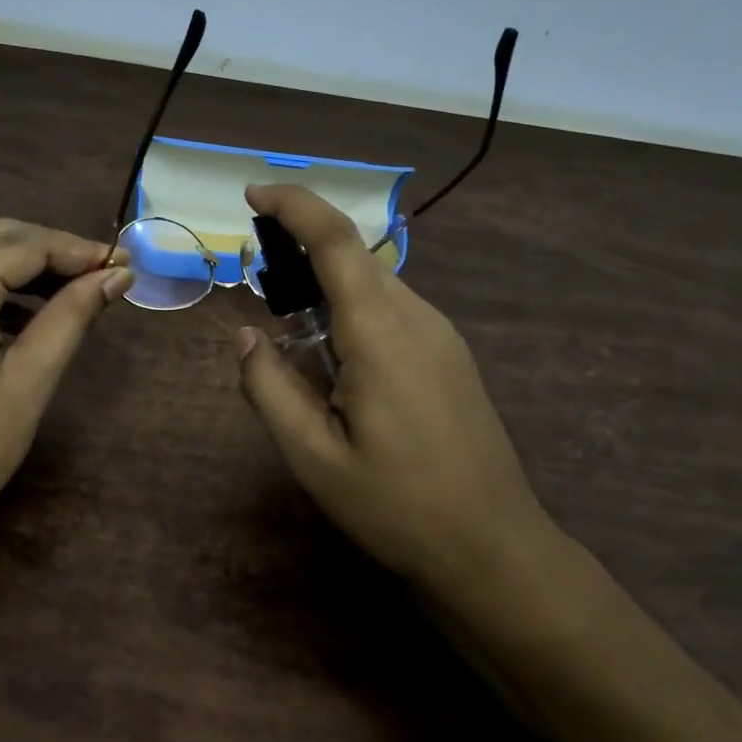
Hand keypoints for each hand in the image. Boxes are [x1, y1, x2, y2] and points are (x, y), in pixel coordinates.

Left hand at [0, 219, 130, 540]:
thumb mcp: (31, 378)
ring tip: (73, 290)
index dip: (77, 250)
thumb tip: (119, 274)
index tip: (122, 263)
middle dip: (52, 252)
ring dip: (22, 265)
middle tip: (103, 273)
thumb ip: (73, 314)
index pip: (23, 245)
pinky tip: (26, 309)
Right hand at [236, 184, 560, 602]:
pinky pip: (394, 310)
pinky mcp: (450, 356)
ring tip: (290, 324)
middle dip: (303, 247)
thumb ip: (270, 390)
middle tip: (258, 276)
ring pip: (375, 284)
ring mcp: (442, 336)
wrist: (493, 548)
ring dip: (327, 284)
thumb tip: (247, 337)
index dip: (295, 205)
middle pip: (355, 257)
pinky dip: (353, 309)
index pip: (337, 241)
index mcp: (381, 334)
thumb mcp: (314, 459)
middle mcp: (417, 319)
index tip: (253, 192)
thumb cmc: (397, 507)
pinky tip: (335, 358)